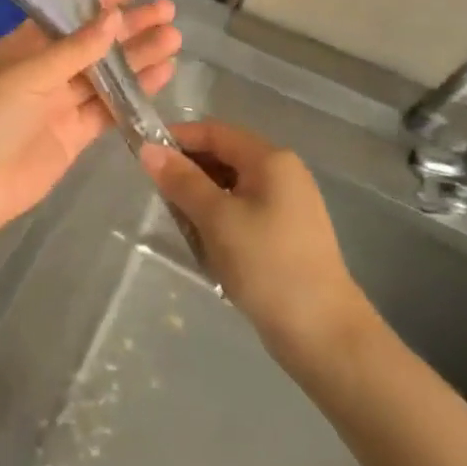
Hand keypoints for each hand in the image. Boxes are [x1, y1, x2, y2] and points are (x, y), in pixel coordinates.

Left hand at [0, 0, 180, 238]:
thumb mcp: (28, 75)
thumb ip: (75, 50)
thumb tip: (113, 17)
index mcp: (23, 47)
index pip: (66, 16)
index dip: (97, 1)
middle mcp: (45, 71)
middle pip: (93, 43)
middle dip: (128, 27)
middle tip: (167, 11)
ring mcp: (61, 103)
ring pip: (107, 74)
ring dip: (138, 56)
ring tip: (174, 38)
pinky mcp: (76, 134)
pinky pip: (110, 107)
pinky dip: (136, 92)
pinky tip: (163, 74)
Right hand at [140, 121, 372, 360]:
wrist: (323, 334)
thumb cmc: (267, 265)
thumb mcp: (216, 218)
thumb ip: (181, 180)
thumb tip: (148, 149)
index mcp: (271, 159)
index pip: (214, 132)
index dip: (177, 139)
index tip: (143, 156)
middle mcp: (283, 173)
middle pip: (224, 156)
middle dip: (189, 172)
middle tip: (160, 198)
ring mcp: (288, 204)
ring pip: (231, 187)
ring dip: (202, 200)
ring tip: (182, 226)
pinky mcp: (287, 233)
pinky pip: (243, 211)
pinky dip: (220, 220)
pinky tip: (207, 246)